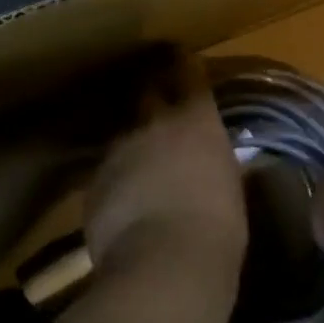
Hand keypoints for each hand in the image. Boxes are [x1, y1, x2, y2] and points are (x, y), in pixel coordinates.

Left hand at [82, 53, 247, 289]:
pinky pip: (107, 170)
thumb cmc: (218, 229)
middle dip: (151, 89)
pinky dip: (116, 178)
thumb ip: (215, 164)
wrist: (163, 265)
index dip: (184, 65)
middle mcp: (154, 124)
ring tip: (139, 158)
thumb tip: (210, 163)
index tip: (181, 57)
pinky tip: (123, 200)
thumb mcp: (230, 188)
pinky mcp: (94, 182)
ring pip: (123, 133)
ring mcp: (119, 150)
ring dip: (132, 140)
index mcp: (196, 121)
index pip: (189, 75)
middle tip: (156, 96)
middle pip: (147, 89)